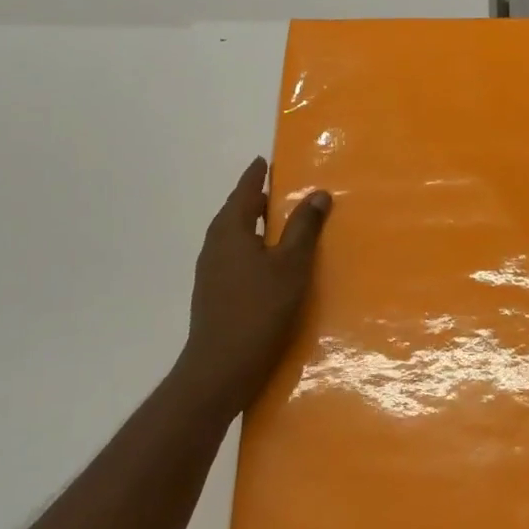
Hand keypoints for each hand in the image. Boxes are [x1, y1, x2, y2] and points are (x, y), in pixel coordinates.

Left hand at [170, 156, 329, 423]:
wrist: (220, 368)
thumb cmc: (258, 310)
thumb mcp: (291, 265)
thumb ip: (304, 228)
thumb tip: (318, 192)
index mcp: (230, 231)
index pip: (243, 192)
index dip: (255, 175)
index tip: (264, 160)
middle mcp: (215, 246)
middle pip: (235, 213)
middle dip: (254, 200)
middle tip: (278, 191)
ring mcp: (210, 272)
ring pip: (233, 238)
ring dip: (253, 227)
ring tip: (277, 226)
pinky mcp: (213, 295)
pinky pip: (234, 258)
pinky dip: (251, 249)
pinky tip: (267, 265)